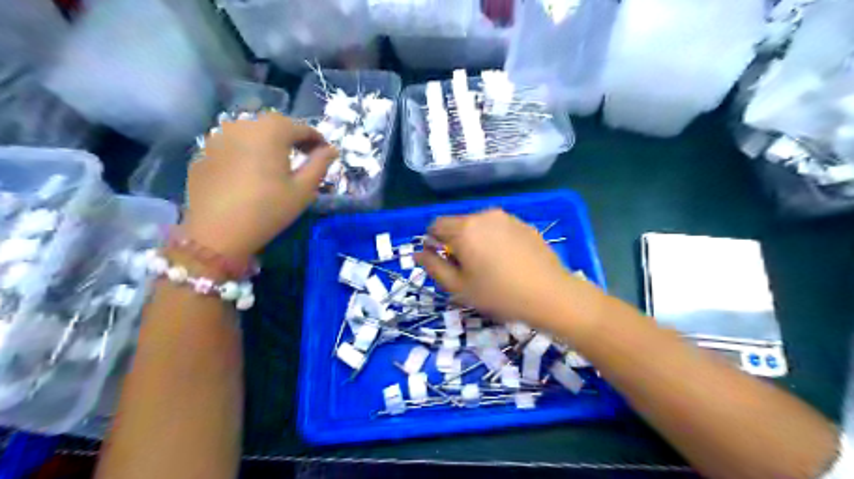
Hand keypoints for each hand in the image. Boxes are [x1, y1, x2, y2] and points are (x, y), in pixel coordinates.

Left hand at [184, 110, 336, 260]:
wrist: (216, 232)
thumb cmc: (268, 209)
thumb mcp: (303, 189)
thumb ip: (320, 165)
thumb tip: (332, 150)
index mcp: (272, 131)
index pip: (302, 127)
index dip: (318, 140)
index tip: (325, 155)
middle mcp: (244, 124)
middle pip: (275, 125)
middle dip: (293, 138)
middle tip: (303, 156)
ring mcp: (219, 136)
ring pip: (252, 132)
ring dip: (268, 142)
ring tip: (277, 162)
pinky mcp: (204, 151)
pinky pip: (233, 144)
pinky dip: (247, 151)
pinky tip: (250, 172)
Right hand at [415, 209, 597, 329]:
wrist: (550, 294)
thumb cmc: (499, 294)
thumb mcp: (459, 287)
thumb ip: (434, 267)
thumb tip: (419, 253)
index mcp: (465, 228)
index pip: (435, 225)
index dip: (433, 242)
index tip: (443, 262)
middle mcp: (484, 215)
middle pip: (458, 223)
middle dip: (455, 241)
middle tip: (466, 268)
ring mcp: (507, 217)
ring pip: (479, 225)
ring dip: (475, 239)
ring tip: (489, 265)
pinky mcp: (524, 224)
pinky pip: (499, 227)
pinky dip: (495, 239)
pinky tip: (507, 261)